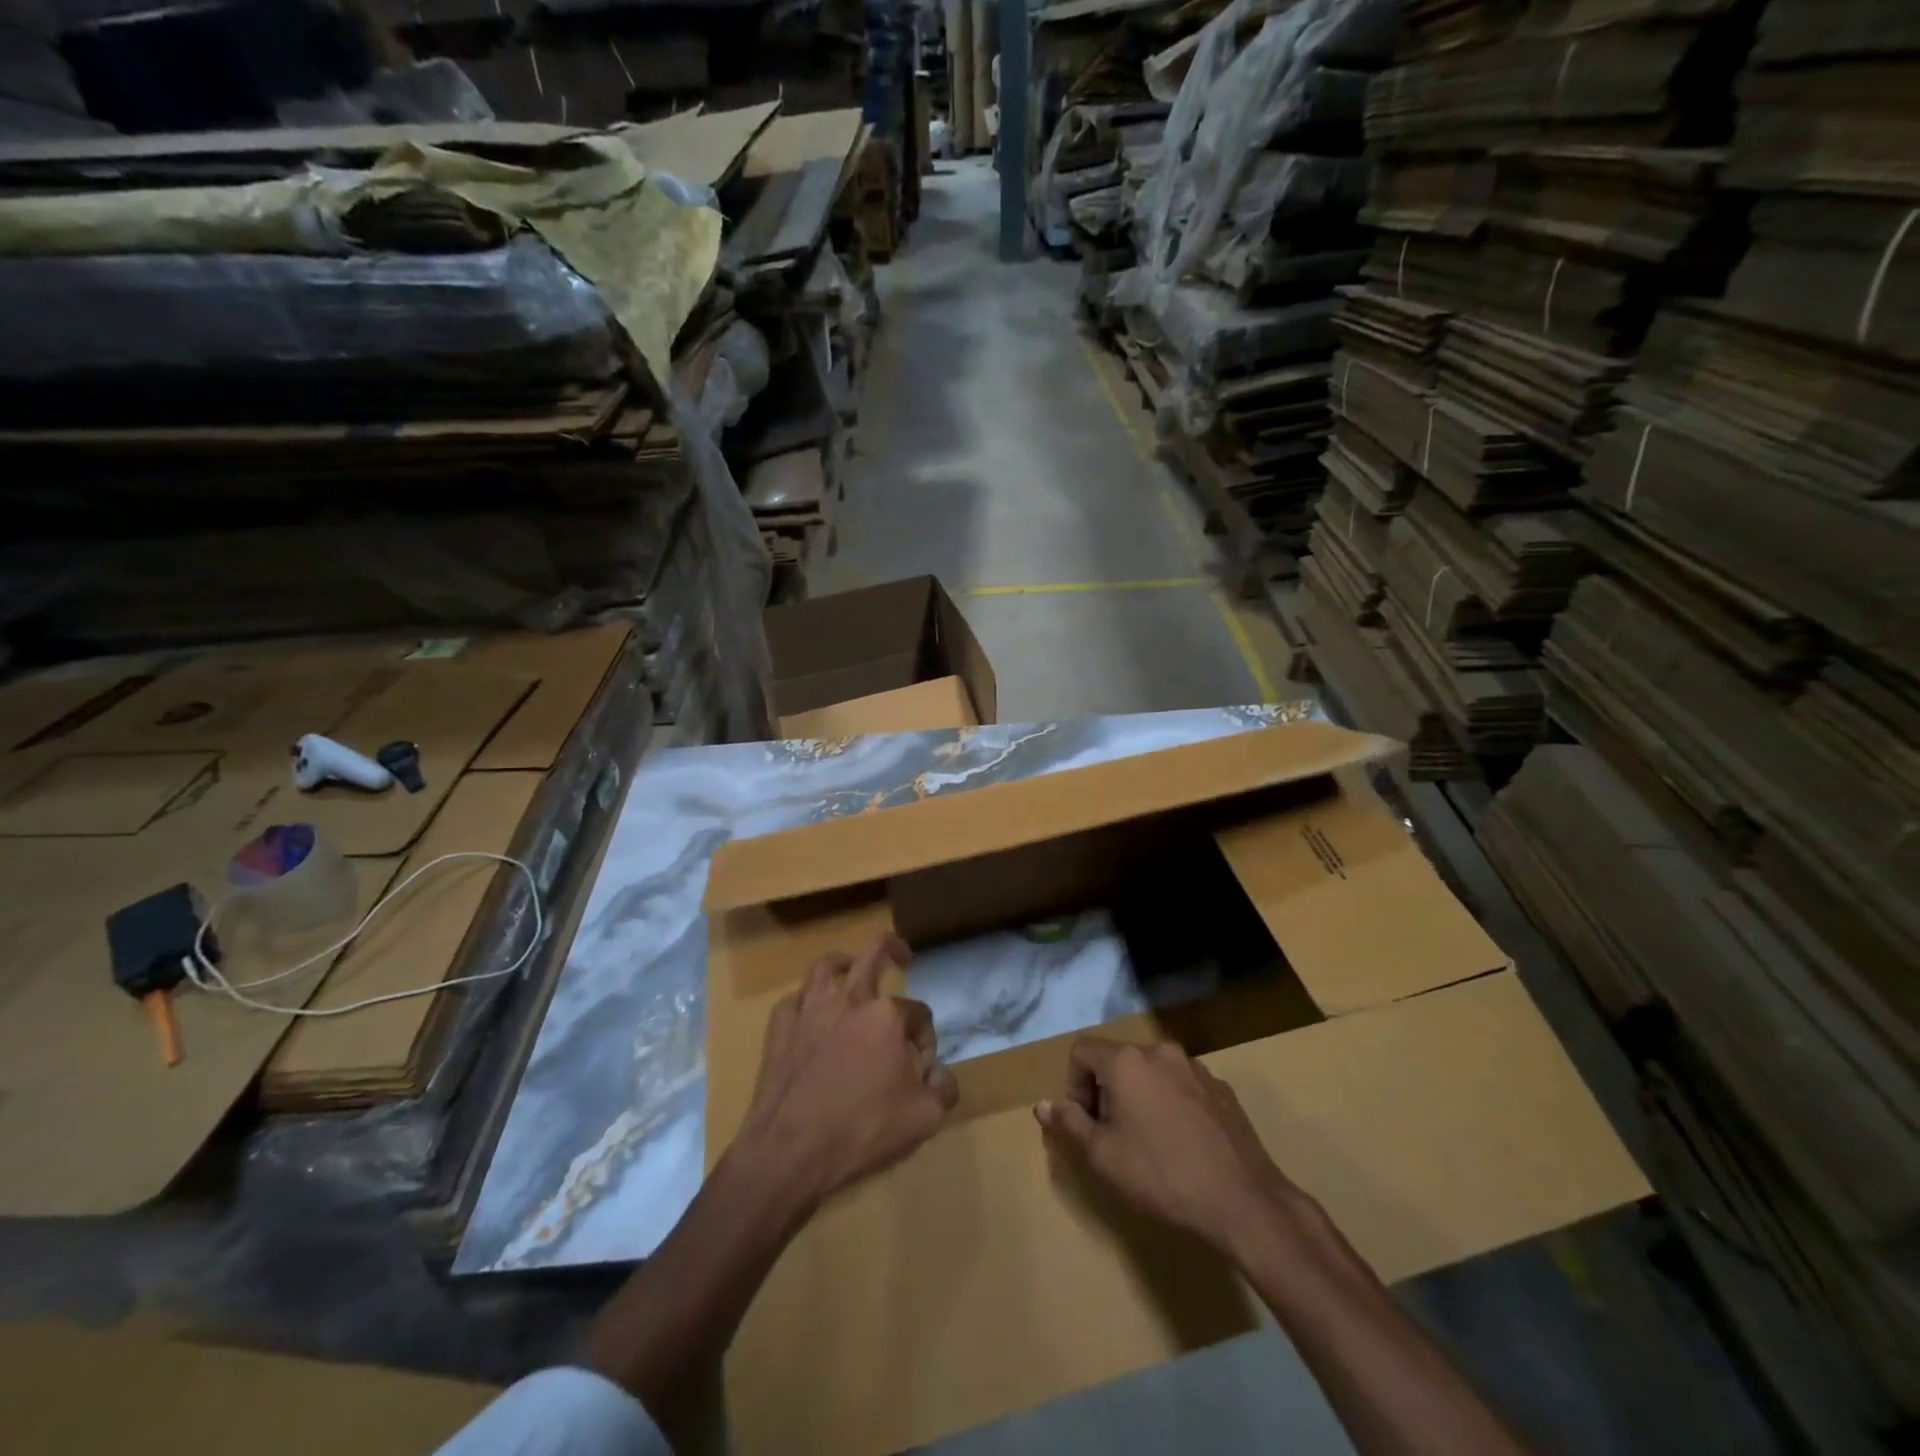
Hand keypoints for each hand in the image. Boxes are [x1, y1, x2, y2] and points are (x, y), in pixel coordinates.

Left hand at [734, 934, 957, 1212]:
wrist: (790, 1152)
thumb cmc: (862, 1130)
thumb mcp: (924, 1118)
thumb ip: (943, 1088)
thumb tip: (938, 1072)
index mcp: (886, 1015)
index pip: (918, 1011)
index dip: (926, 1037)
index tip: (921, 1067)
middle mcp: (849, 999)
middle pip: (874, 952)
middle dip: (893, 948)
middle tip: (902, 956)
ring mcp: (809, 1009)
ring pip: (826, 966)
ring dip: (843, 963)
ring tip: (850, 969)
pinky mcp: (780, 1028)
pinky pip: (794, 1000)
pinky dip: (805, 1002)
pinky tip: (810, 1016)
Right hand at [1035, 1037, 1302, 1256]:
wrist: (1242, 1201)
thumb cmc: (1161, 1175)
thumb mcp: (1103, 1156)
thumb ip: (1070, 1123)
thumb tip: (1042, 1105)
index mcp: (1127, 1061)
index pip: (1082, 1051)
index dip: (1075, 1085)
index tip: (1088, 1123)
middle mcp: (1160, 1052)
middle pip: (1118, 1060)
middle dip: (1108, 1092)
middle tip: (1115, 1137)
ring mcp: (1196, 1067)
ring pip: (1152, 1072)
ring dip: (1142, 1097)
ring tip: (1151, 1142)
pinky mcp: (1221, 1088)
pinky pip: (1182, 1086)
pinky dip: (1172, 1104)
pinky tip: (1184, 1144)